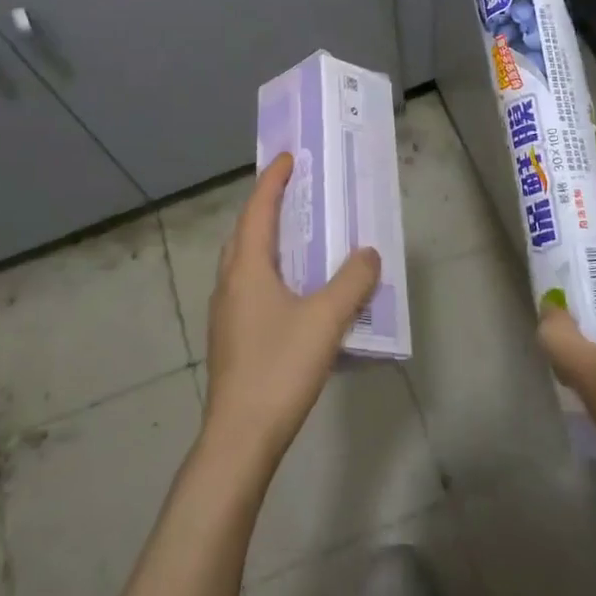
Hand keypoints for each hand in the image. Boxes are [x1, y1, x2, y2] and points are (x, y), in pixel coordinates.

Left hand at [201, 152, 381, 478]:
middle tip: (295, 195)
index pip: (258, 210)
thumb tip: (369, 253)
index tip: (288, 158)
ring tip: (297, 239)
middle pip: (245, 233)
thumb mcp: (326, 320)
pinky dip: (269, 272)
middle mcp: (230, 283)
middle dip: (267, 208)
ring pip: (245, 262)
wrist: (240, 438)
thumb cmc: (280, 367)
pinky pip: (249, 287)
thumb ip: (352, 282)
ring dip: (267, 242)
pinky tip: (293, 293)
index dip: (272, 181)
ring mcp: (226, 313)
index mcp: (247, 268)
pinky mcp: (231, 338)